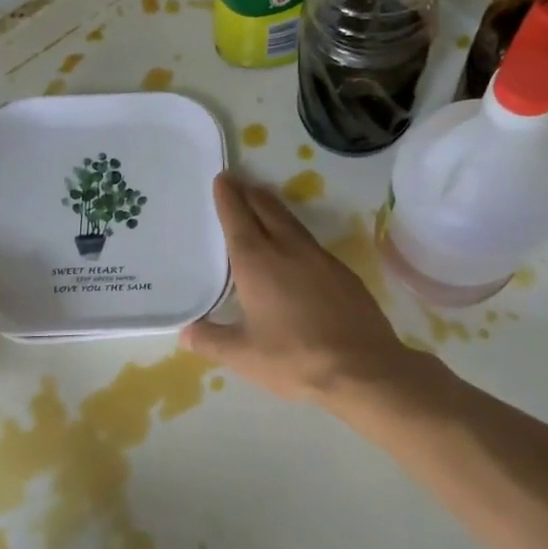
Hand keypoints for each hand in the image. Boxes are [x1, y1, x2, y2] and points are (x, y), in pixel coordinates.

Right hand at [181, 174, 419, 406]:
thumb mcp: (243, 356)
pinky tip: (296, 249)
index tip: (223, 179)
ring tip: (263, 204)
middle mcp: (288, 250)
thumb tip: (184, 332)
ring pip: (292, 223)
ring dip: (273, 209)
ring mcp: (320, 259)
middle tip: (239, 183)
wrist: (363, 369)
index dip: (228, 198)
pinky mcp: (343, 272)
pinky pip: (311, 243)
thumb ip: (210, 340)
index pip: (238, 219)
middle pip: (266, 211)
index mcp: (257, 263)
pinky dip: (295, 234)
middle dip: (250, 194)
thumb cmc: (295, 359)